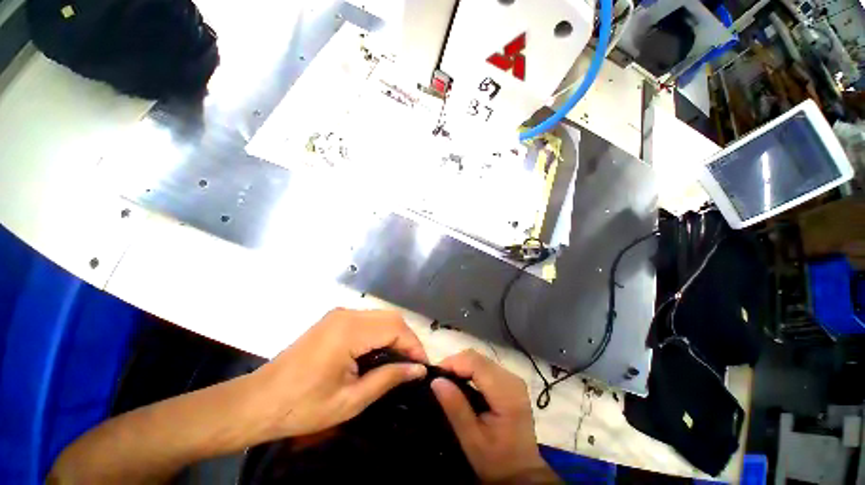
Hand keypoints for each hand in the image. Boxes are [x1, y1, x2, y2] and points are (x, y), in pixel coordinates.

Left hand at [251, 308, 427, 440]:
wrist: (263, 402)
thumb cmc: (307, 406)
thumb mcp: (353, 399)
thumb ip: (388, 378)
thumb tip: (418, 369)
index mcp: (348, 331)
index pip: (397, 327)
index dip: (415, 348)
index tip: (423, 374)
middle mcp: (341, 316)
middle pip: (388, 319)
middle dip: (406, 343)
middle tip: (412, 373)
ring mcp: (330, 320)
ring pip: (375, 320)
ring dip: (391, 341)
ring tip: (397, 371)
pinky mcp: (324, 327)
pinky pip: (360, 325)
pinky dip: (375, 340)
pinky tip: (374, 363)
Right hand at [432, 350, 558, 483]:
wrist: (519, 471)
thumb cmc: (494, 458)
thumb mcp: (470, 437)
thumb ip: (455, 407)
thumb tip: (436, 380)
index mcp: (507, 394)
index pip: (476, 363)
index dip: (451, 364)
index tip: (430, 378)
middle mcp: (514, 382)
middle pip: (480, 359)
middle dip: (455, 366)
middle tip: (435, 384)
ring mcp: (516, 385)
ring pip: (484, 363)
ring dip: (462, 370)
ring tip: (444, 387)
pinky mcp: (513, 390)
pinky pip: (489, 372)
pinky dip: (472, 376)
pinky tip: (460, 390)